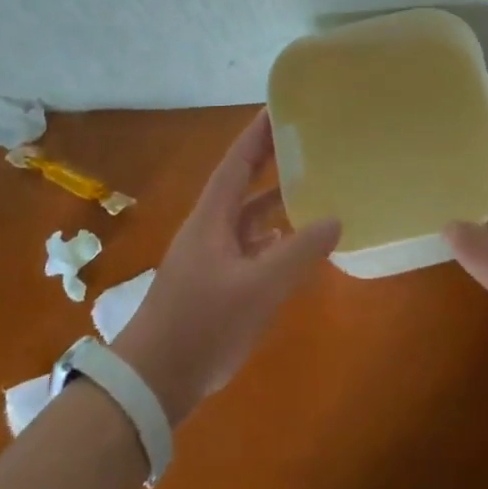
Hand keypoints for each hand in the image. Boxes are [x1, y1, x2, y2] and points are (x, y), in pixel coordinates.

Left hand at [112, 110, 340, 424]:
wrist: (152, 382)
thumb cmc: (202, 324)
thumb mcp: (258, 288)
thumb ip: (298, 252)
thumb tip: (335, 218)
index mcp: (212, 217)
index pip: (237, 161)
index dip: (258, 133)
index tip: (280, 106)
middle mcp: (209, 228)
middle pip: (241, 183)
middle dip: (269, 160)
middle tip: (304, 140)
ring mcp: (209, 257)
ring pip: (247, 217)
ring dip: (273, 201)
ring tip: (310, 187)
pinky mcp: (213, 283)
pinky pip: (248, 246)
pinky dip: (271, 238)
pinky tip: (292, 243)